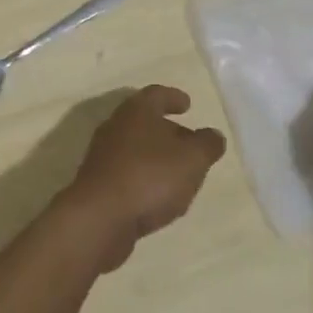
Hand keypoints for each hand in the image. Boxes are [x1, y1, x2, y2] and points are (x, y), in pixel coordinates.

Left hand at [63, 85, 226, 270]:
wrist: (99, 218)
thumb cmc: (149, 177)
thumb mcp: (192, 159)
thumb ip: (207, 145)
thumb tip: (213, 135)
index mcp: (137, 111)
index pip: (157, 95)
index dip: (174, 97)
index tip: (187, 103)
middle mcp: (116, 126)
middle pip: (145, 121)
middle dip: (169, 130)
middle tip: (190, 141)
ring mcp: (104, 155)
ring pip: (136, 148)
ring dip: (157, 156)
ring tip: (179, 172)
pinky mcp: (99, 184)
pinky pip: (128, 172)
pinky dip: (145, 177)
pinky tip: (158, 196)